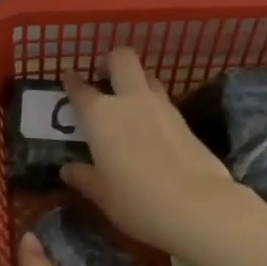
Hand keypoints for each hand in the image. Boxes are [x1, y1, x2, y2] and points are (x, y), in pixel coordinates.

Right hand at [60, 48, 266, 265]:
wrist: (198, 206)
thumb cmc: (138, 201)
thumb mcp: (103, 195)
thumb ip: (84, 178)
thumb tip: (68, 169)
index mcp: (101, 116)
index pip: (81, 89)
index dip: (72, 82)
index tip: (69, 79)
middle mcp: (131, 101)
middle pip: (122, 58)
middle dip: (110, 62)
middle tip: (103, 77)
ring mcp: (162, 107)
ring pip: (147, 77)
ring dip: (135, 82)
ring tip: (127, 104)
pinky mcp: (185, 120)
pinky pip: (164, 100)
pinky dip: (153, 105)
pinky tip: (150, 127)